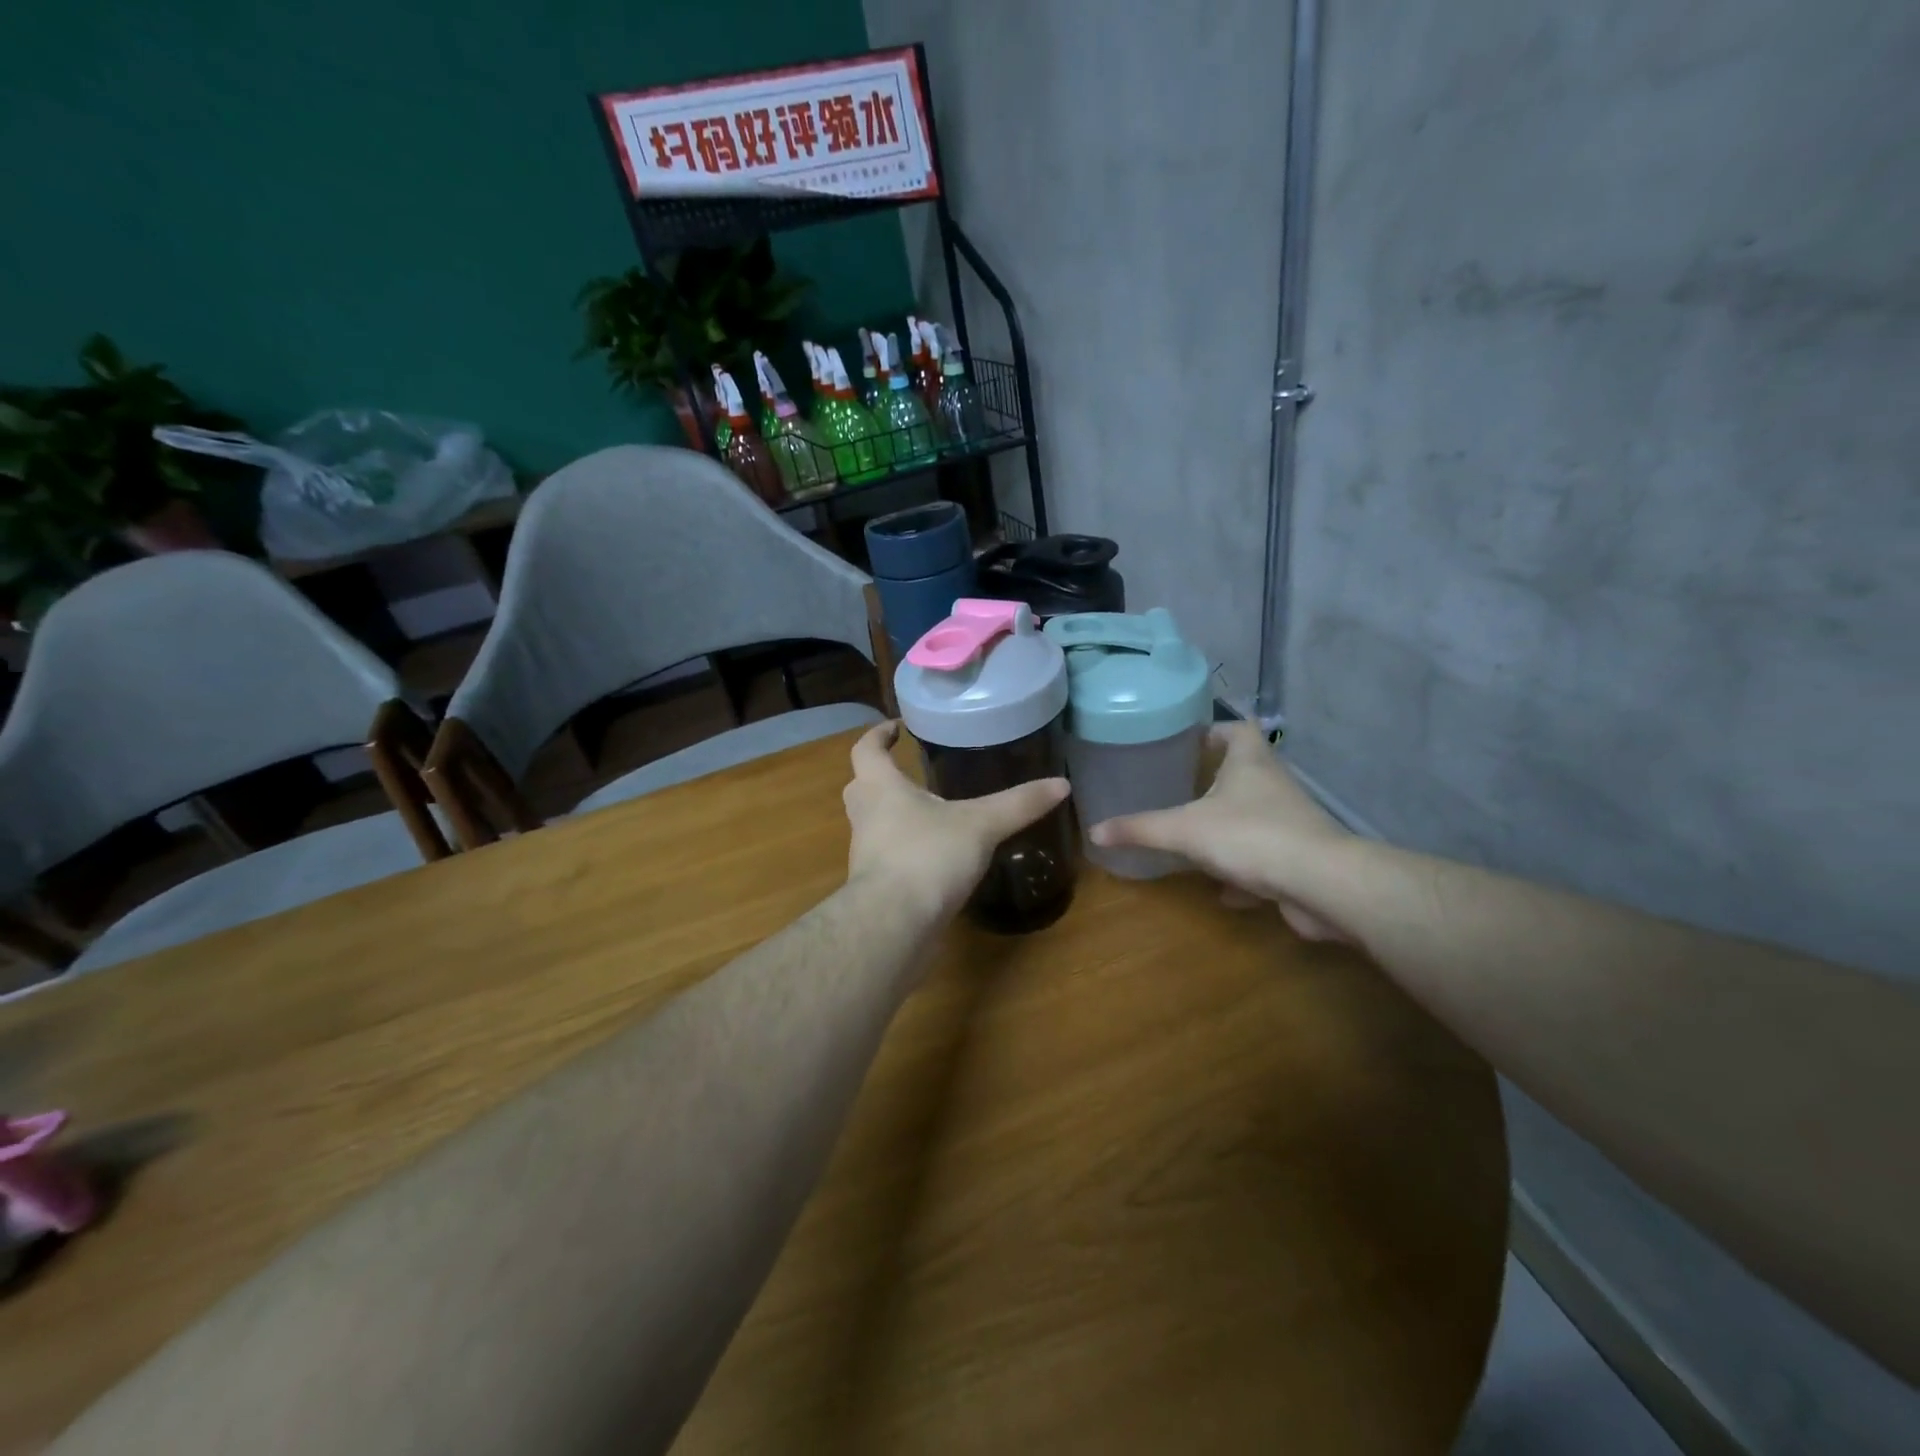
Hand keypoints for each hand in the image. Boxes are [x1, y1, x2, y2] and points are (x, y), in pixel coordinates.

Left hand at [844, 721, 1070, 922]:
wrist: (894, 925)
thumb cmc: (928, 856)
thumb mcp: (981, 825)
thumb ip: (1018, 804)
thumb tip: (1062, 784)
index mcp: (880, 788)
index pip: (866, 750)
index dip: (877, 734)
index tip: (895, 727)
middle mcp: (865, 816)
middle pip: (862, 786)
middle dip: (882, 776)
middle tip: (910, 772)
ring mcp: (866, 854)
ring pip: (873, 824)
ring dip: (893, 815)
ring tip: (930, 814)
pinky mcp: (876, 887)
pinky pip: (887, 857)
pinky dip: (905, 851)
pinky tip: (935, 857)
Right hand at [1089, 722, 1356, 941]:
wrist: (1322, 884)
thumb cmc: (1250, 837)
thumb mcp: (1184, 830)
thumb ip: (1140, 829)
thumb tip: (1094, 830)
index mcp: (1250, 762)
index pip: (1237, 729)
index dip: (1215, 731)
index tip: (1190, 743)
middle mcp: (1274, 785)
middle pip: (1246, 771)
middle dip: (1216, 781)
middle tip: (1181, 790)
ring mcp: (1291, 822)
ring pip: (1256, 816)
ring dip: (1230, 826)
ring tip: (1195, 837)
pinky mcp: (1300, 858)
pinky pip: (1266, 857)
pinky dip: (1245, 871)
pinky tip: (1223, 890)